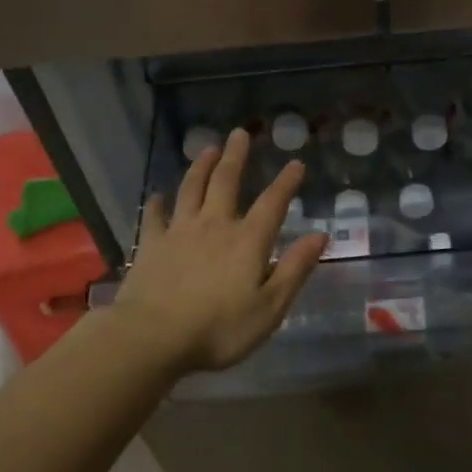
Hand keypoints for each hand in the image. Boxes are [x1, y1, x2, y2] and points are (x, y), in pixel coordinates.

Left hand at [113, 128, 327, 372]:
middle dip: (236, 157)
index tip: (296, 163)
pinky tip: (157, 196)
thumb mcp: (270, 307)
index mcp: (248, 241)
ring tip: (207, 149)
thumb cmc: (219, 329)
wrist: (152, 337)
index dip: (286, 182)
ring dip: (200, 167)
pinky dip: (157, 203)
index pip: (272, 203)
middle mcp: (214, 225)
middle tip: (240, 133)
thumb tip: (320, 236)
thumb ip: (295, 269)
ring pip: (191, 189)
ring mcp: (179, 232)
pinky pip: (154, 216)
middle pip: (226, 182)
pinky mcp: (151, 245)